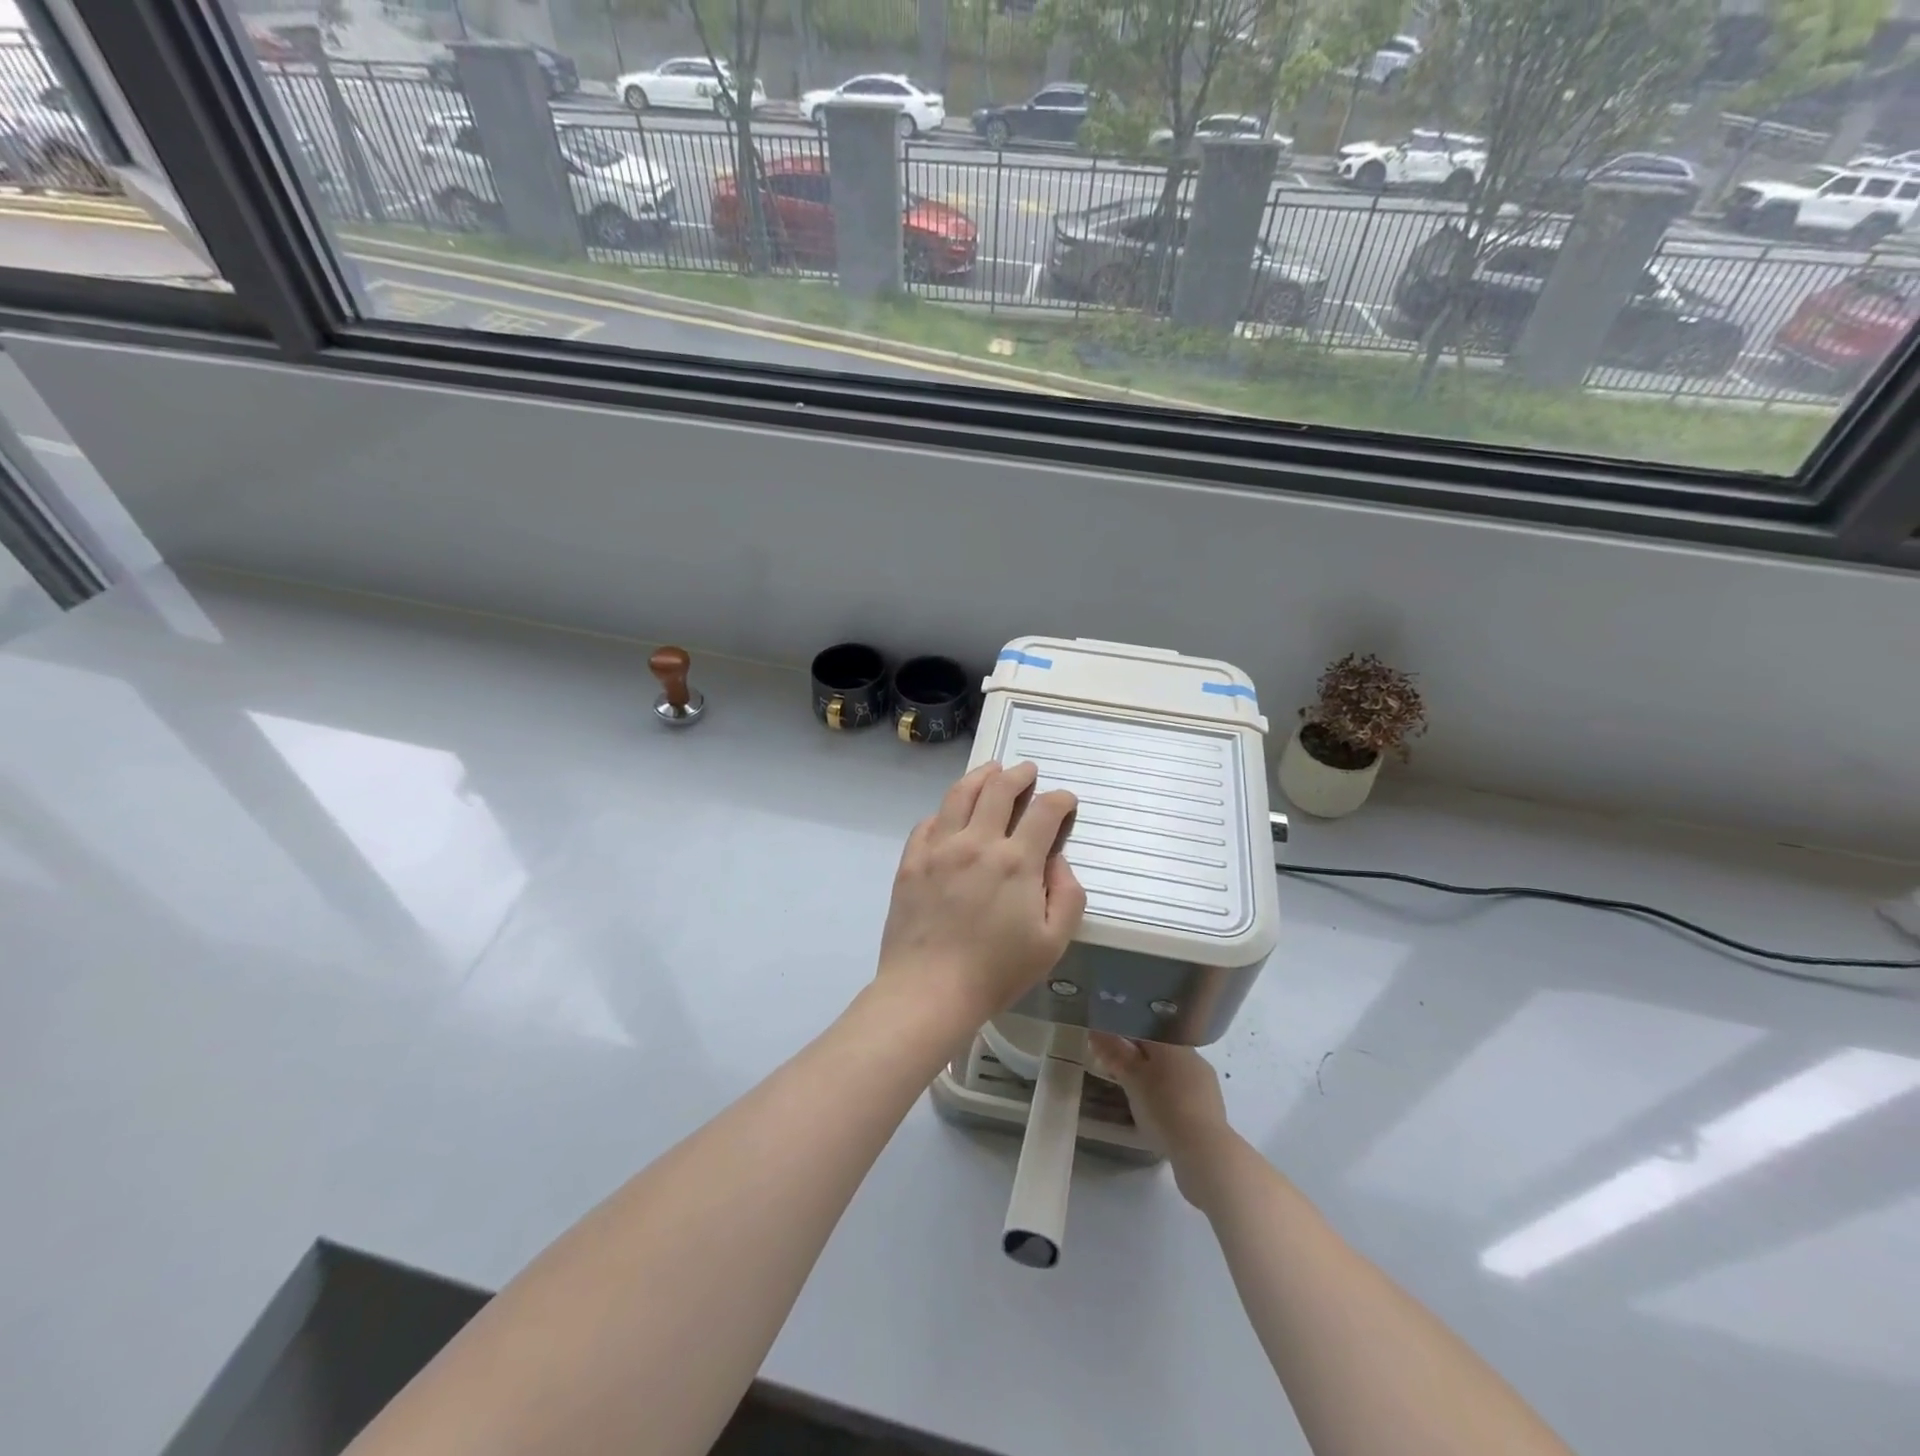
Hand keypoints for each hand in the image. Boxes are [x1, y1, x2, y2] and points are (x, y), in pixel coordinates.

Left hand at [875, 761, 1085, 1031]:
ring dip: (981, 776)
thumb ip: (1067, 895)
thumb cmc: (996, 972)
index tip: (1065, 800)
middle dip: (1019, 775)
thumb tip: (1056, 860)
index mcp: (1016, 861)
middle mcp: (977, 842)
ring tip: (991, 770)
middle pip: (999, 790)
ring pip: (960, 794)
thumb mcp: (1052, 943)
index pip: (1044, 812)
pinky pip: (928, 821)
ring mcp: (939, 848)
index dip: (1060, 800)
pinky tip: (951, 812)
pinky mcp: (911, 861)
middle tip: (1028, 771)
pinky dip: (946, 810)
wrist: (928, 991)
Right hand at [1090, 1034, 1239, 1210]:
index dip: (1123, 1035)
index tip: (1107, 1047)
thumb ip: (1114, 1053)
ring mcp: (1204, 1081)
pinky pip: (1183, 1091)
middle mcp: (1191, 1055)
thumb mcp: (1131, 1079)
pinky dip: (1169, 1096)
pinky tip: (1160, 1113)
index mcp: (1171, 1043)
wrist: (1205, 1151)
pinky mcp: (1211, 1106)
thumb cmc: (1163, 1107)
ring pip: (1172, 1071)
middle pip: (1159, 1050)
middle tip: (1117, 1072)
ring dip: (1155, 1078)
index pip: (1143, 1028)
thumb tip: (1095, 1030)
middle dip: (1138, 1058)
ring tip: (1137, 1095)